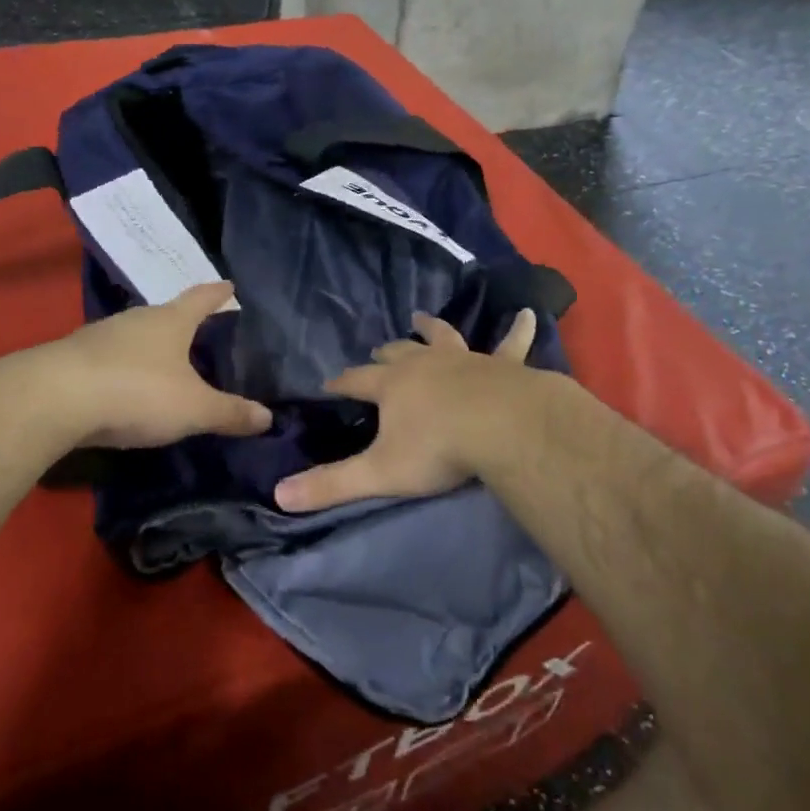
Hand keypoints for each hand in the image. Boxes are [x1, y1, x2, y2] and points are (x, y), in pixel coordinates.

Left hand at [45, 282, 272, 448]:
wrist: (53, 400)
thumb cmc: (137, 392)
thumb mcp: (193, 409)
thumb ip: (230, 413)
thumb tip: (268, 418)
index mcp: (170, 321)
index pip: (201, 298)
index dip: (218, 293)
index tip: (229, 286)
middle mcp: (135, 320)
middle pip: (165, 314)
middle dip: (182, 322)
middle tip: (198, 331)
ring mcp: (99, 337)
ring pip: (133, 336)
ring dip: (148, 346)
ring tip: (162, 361)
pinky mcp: (71, 359)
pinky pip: (107, 359)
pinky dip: (121, 368)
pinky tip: (122, 386)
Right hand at [274, 309, 536, 512]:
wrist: (501, 427)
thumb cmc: (438, 449)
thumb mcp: (379, 473)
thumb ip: (332, 485)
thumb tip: (279, 495)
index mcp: (393, 386)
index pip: (357, 380)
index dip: (341, 383)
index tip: (328, 384)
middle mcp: (425, 364)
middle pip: (398, 353)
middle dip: (384, 353)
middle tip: (377, 350)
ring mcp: (465, 359)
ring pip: (443, 337)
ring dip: (431, 328)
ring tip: (421, 317)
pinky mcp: (502, 365)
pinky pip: (512, 344)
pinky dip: (519, 331)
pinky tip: (530, 315)